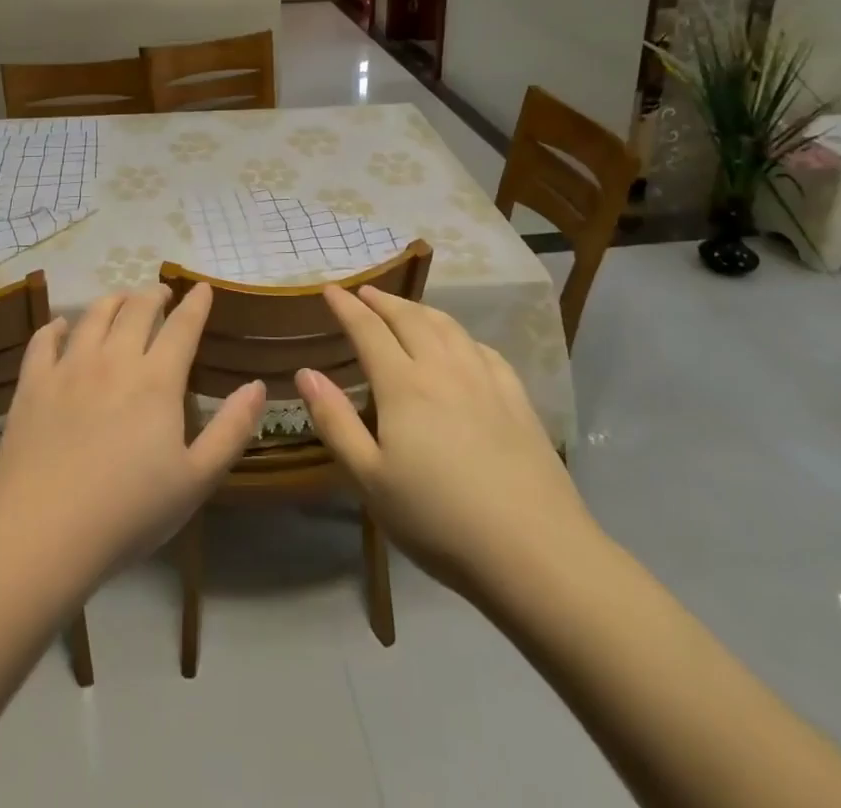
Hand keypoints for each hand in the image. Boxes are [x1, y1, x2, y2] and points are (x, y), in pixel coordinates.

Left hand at [0, 284, 266, 586]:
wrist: (42, 535)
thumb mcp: (196, 480)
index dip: (196, 303)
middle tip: (162, 294)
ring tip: (121, 301)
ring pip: (93, 315)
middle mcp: (113, 360)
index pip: (182, 326)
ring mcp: (68, 368)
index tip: (203, 287)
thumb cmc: (128, 513)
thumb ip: (231, 429)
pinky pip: (44, 340)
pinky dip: (56, 326)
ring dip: (113, 301)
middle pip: (137, 309)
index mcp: (156, 380)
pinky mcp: (32, 385)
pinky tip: (61, 326)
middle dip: (154, 295)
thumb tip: (256, 386)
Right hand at [298, 285, 597, 597]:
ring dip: (420, 309)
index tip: (330, 289)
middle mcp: (443, 368)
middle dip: (382, 301)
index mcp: (403, 385)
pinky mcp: (516, 399)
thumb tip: (306, 372)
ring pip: (448, 326)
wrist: (534, 551)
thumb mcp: (370, 479)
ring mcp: (485, 380)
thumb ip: (335, 421)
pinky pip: (482, 349)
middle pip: (409, 318)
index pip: (368, 330)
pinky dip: (460, 334)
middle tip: (364, 292)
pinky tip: (461, 344)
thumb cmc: (438, 519)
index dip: (346, 307)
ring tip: (405, 308)